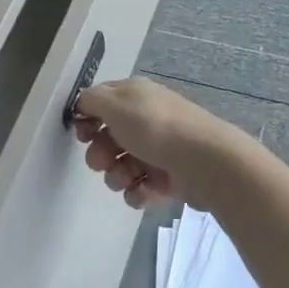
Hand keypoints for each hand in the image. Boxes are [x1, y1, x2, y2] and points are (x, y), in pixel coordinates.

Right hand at [70, 77, 244, 207]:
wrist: (205, 162)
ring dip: (117, 175)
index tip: (82, 135)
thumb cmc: (156, 128)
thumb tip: (83, 103)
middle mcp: (146, 119)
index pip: (101, 102)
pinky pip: (140, 186)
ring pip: (121, 165)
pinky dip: (138, 191)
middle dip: (100, 153)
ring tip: (128, 178)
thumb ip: (92, 100)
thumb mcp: (116, 104)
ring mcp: (158, 149)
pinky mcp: (168, 177)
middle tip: (104, 161)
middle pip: (108, 138)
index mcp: (135, 96)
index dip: (87, 118)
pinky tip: (144, 191)